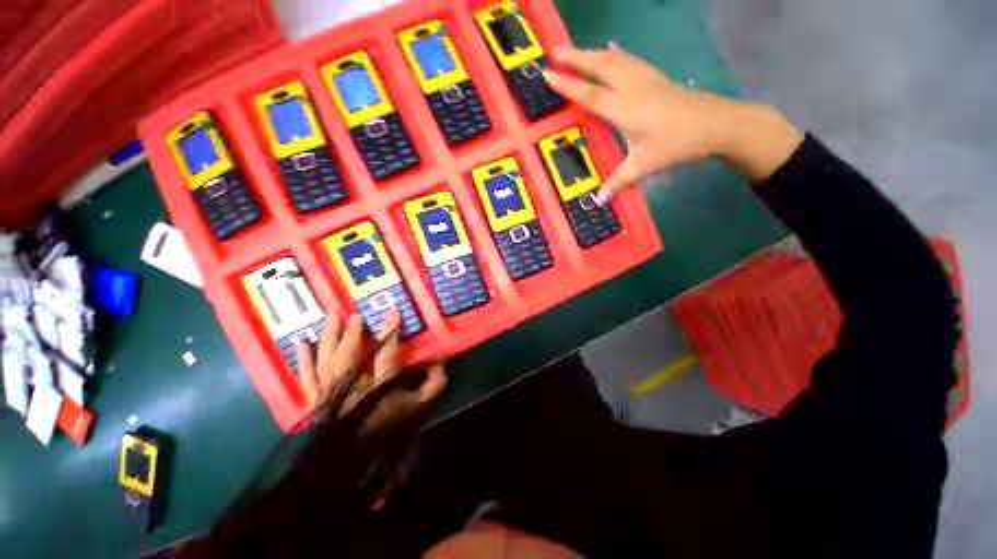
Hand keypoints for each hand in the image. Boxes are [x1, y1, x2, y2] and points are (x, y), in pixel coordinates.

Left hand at [294, 309, 446, 429]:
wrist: (356, 467)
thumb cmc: (390, 435)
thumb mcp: (419, 409)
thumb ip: (433, 384)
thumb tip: (442, 361)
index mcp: (380, 387)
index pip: (385, 353)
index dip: (389, 331)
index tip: (392, 310)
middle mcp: (352, 387)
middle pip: (349, 354)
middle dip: (352, 331)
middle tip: (352, 312)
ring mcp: (330, 394)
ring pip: (327, 360)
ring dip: (328, 336)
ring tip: (330, 316)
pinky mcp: (315, 402)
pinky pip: (307, 377)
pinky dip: (303, 360)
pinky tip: (301, 342)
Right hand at [543, 45, 803, 200]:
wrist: (717, 124)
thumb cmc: (677, 145)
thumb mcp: (643, 166)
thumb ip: (617, 182)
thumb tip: (598, 201)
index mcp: (625, 109)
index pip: (590, 94)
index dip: (567, 84)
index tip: (547, 74)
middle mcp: (632, 88)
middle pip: (600, 66)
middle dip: (575, 56)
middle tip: (553, 51)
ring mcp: (645, 78)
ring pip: (614, 58)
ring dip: (591, 52)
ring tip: (573, 51)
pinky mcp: (655, 77)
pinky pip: (627, 60)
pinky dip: (611, 55)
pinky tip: (608, 52)